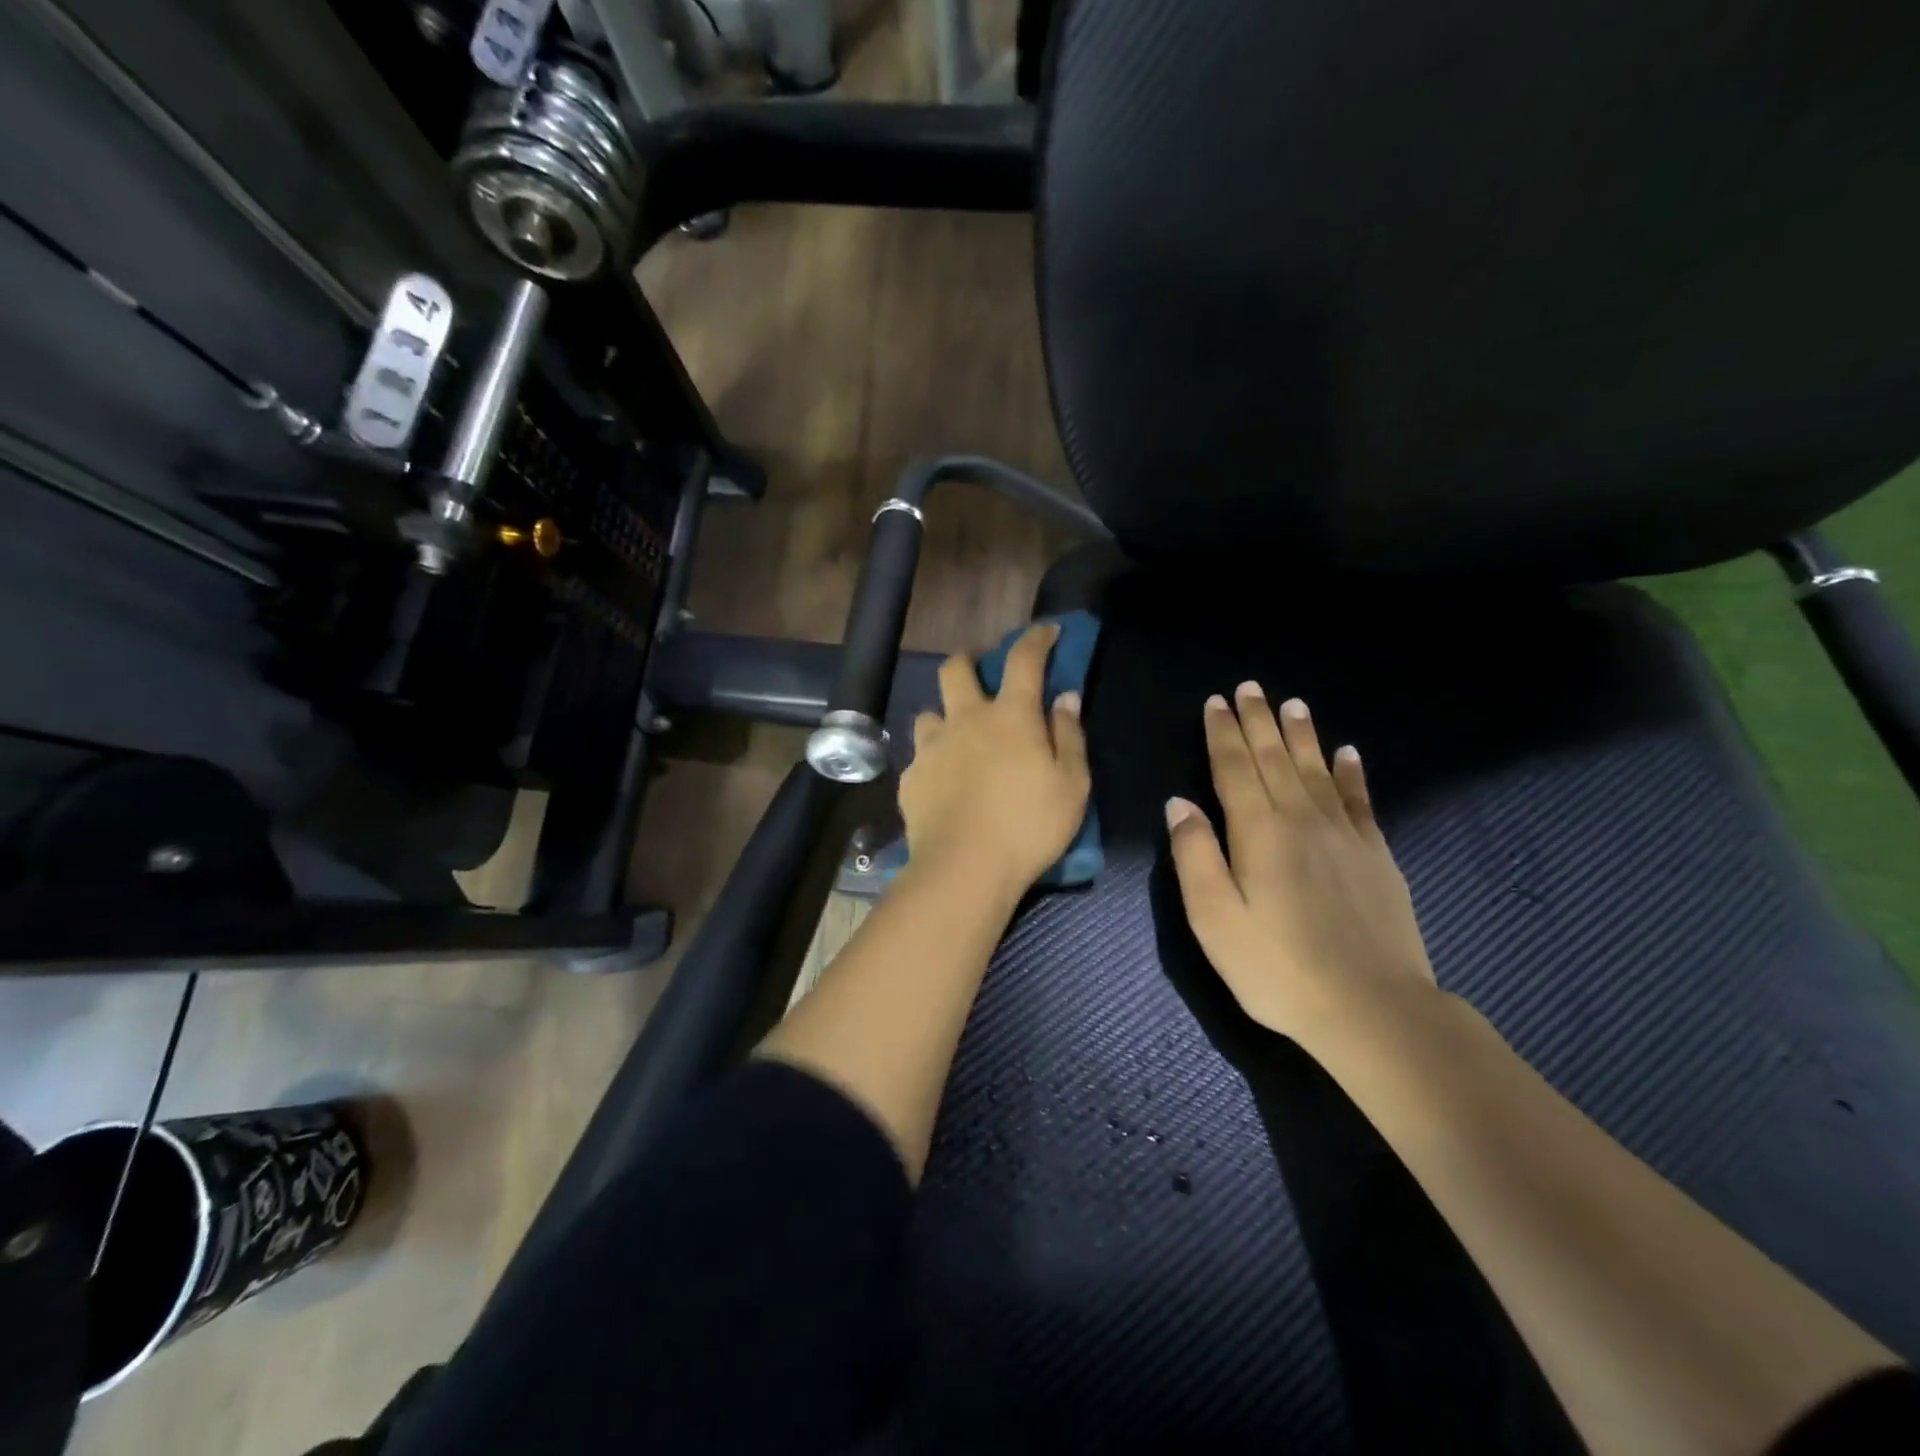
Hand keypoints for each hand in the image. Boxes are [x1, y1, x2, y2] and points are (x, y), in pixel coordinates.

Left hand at [902, 622, 1090, 895]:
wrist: (964, 869)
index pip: (1023, 659)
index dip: (1036, 638)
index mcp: (1010, 716)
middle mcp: (965, 720)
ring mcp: (931, 748)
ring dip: (945, 716)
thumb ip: (1069, 736)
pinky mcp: (911, 778)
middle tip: (981, 674)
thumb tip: (1065, 697)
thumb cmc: (1029, 827)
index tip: (1047, 630)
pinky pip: (920, 757)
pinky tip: (943, 783)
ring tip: (957, 738)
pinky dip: (934, 760)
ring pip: (930, 713)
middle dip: (969, 660)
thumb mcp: (1071, 785)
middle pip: (955, 668)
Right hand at [1166, 684, 1437, 1044]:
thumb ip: (1195, 856)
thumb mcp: (1214, 919)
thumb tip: (1179, 804)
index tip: (1216, 702)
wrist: (1372, 1009)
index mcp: (1259, 832)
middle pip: (1275, 758)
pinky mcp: (1376, 856)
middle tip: (1250, 687)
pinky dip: (1353, 773)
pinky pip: (1361, 801)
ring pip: (1317, 770)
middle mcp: (1301, 819)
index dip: (1222, 733)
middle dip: (1258, 721)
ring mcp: (1345, 835)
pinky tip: (1349, 753)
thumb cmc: (1277, 969)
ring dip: (1301, 735)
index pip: (1234, 768)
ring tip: (1293, 705)